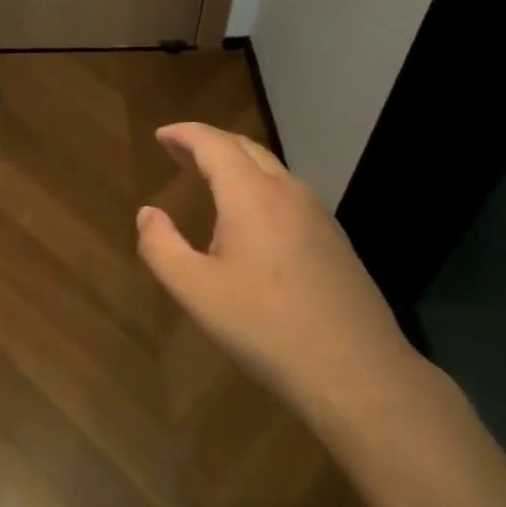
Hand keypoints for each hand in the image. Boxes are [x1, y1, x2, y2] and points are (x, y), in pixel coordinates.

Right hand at [135, 123, 424, 430]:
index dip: (184, 134)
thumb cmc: (265, 327)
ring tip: (208, 179)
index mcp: (250, 195)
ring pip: (270, 169)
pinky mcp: (334, 239)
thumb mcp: (195, 291)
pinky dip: (258, 186)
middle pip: (244, 148)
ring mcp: (317, 214)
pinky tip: (250, 219)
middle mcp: (287, 192)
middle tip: (177, 151)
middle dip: (207, 143)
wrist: (358, 372)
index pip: (213, 143)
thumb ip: (160, 246)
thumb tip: (148, 213)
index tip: (160, 135)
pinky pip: (288, 194)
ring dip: (235, 164)